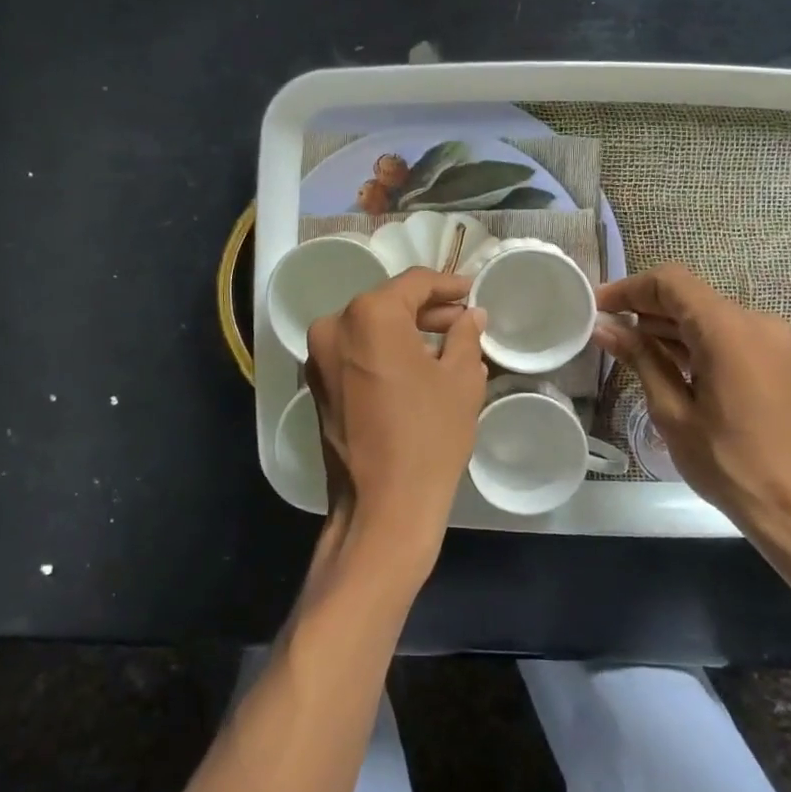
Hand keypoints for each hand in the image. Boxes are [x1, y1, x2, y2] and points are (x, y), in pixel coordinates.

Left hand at [305, 269, 487, 570]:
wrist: (382, 508)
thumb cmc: (429, 435)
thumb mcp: (461, 379)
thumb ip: (465, 335)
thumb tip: (471, 315)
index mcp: (369, 315)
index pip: (414, 283)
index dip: (449, 285)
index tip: (473, 293)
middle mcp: (334, 326)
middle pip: (388, 304)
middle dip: (428, 310)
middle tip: (464, 321)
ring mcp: (319, 358)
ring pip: (370, 329)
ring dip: (406, 333)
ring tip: (447, 346)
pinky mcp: (317, 386)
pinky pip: (355, 354)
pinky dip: (384, 354)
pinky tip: (417, 368)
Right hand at [592, 263, 790, 538]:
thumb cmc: (728, 463)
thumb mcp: (672, 411)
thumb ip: (640, 359)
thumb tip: (604, 327)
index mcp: (728, 330)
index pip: (670, 283)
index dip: (629, 288)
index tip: (596, 306)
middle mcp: (755, 322)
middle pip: (689, 296)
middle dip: (644, 307)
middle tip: (604, 327)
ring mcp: (770, 341)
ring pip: (706, 315)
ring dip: (666, 325)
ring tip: (625, 347)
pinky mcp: (775, 360)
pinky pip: (725, 335)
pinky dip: (692, 340)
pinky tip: (662, 361)